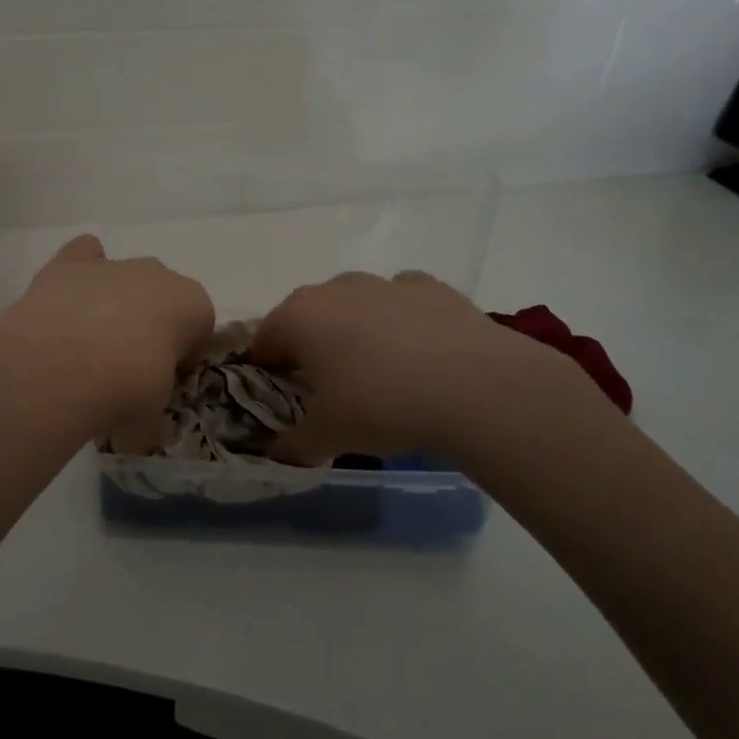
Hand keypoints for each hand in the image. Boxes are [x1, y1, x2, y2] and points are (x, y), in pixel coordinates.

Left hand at [0, 235, 212, 442]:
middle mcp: (159, 275)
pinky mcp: (70, 263)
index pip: (199, 328)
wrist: (66, 365)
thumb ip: (149, 421)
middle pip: (161, 297)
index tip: (163, 382)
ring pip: (122, 276)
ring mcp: (113, 265)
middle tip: (125, 367)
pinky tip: (66, 301)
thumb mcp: (150, 421)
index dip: (182, 356)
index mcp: (194, 306)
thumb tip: (137, 436)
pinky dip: (78, 272)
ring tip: (88, 344)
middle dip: (149, 324)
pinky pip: (83, 255)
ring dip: (113, 302)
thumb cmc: (127, 391)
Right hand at [251, 270, 598, 464]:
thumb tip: (279, 454)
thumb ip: (294, 445)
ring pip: (355, 303)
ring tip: (376, 372)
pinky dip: (401, 320)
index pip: (265, 338)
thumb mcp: (327, 437)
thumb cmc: (380, 405)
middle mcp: (336, 289)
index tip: (279, 394)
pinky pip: (401, 300)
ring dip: (355, 329)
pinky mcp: (432, 288)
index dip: (266, 366)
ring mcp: (386, 283)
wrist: (473, 386)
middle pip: (308, 315)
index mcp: (298, 317)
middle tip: (326, 386)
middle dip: (309, 345)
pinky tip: (418, 352)